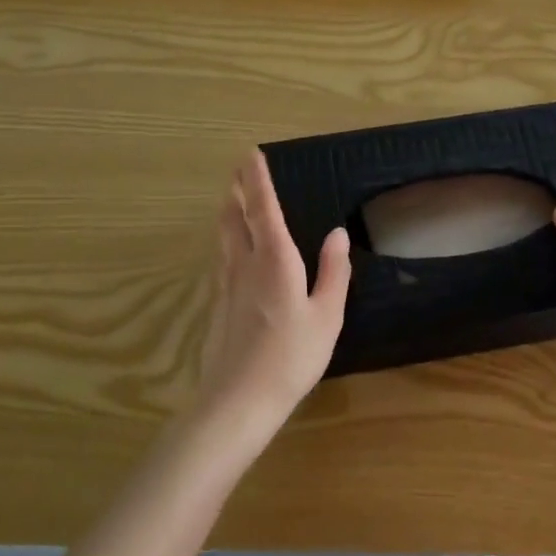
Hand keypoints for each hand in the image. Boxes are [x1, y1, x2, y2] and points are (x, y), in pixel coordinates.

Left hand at [198, 149, 350, 429]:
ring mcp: (226, 284)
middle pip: (235, 216)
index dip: (258, 179)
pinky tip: (229, 250)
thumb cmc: (292, 356)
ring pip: (224, 236)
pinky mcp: (218, 304)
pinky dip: (226, 239)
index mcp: (275, 259)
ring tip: (231, 198)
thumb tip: (337, 232)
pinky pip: (221, 258)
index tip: (251, 154)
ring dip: (227, 211)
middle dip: (237, 189)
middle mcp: (245, 263)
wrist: (238, 400)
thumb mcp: (326, 314)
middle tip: (238, 170)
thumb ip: (333, 271)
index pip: (264, 208)